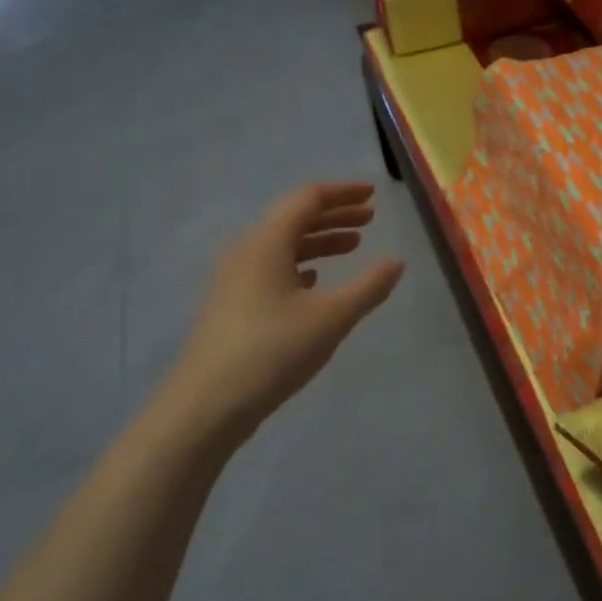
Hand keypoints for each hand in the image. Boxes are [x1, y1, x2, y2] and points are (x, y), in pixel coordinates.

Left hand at [162, 181, 404, 443]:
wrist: (204, 407)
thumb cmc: (272, 352)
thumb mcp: (331, 317)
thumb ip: (368, 286)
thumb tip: (396, 261)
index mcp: (267, 242)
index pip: (307, 198)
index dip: (342, 193)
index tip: (373, 196)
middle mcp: (246, 251)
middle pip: (293, 218)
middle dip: (334, 215)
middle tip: (369, 220)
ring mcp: (233, 280)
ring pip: (282, 245)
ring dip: (318, 241)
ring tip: (352, 247)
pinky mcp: (230, 305)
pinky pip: (270, 269)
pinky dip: (299, 265)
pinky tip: (314, 282)